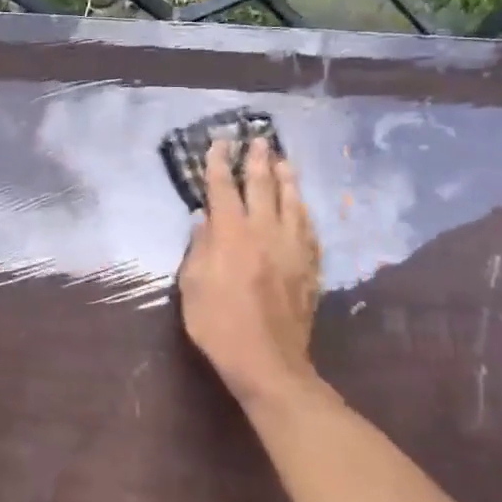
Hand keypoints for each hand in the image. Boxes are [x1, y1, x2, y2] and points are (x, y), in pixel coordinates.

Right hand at [177, 139, 333, 409]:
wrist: (268, 361)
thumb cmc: (218, 324)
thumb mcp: (192, 286)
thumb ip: (198, 248)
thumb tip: (203, 219)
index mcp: (230, 234)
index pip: (223, 188)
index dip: (220, 163)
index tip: (220, 143)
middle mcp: (264, 232)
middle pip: (262, 186)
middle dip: (257, 161)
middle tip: (258, 140)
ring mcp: (292, 248)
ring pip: (291, 202)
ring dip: (286, 178)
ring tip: (283, 160)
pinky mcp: (309, 266)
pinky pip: (308, 227)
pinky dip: (302, 210)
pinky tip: (301, 204)